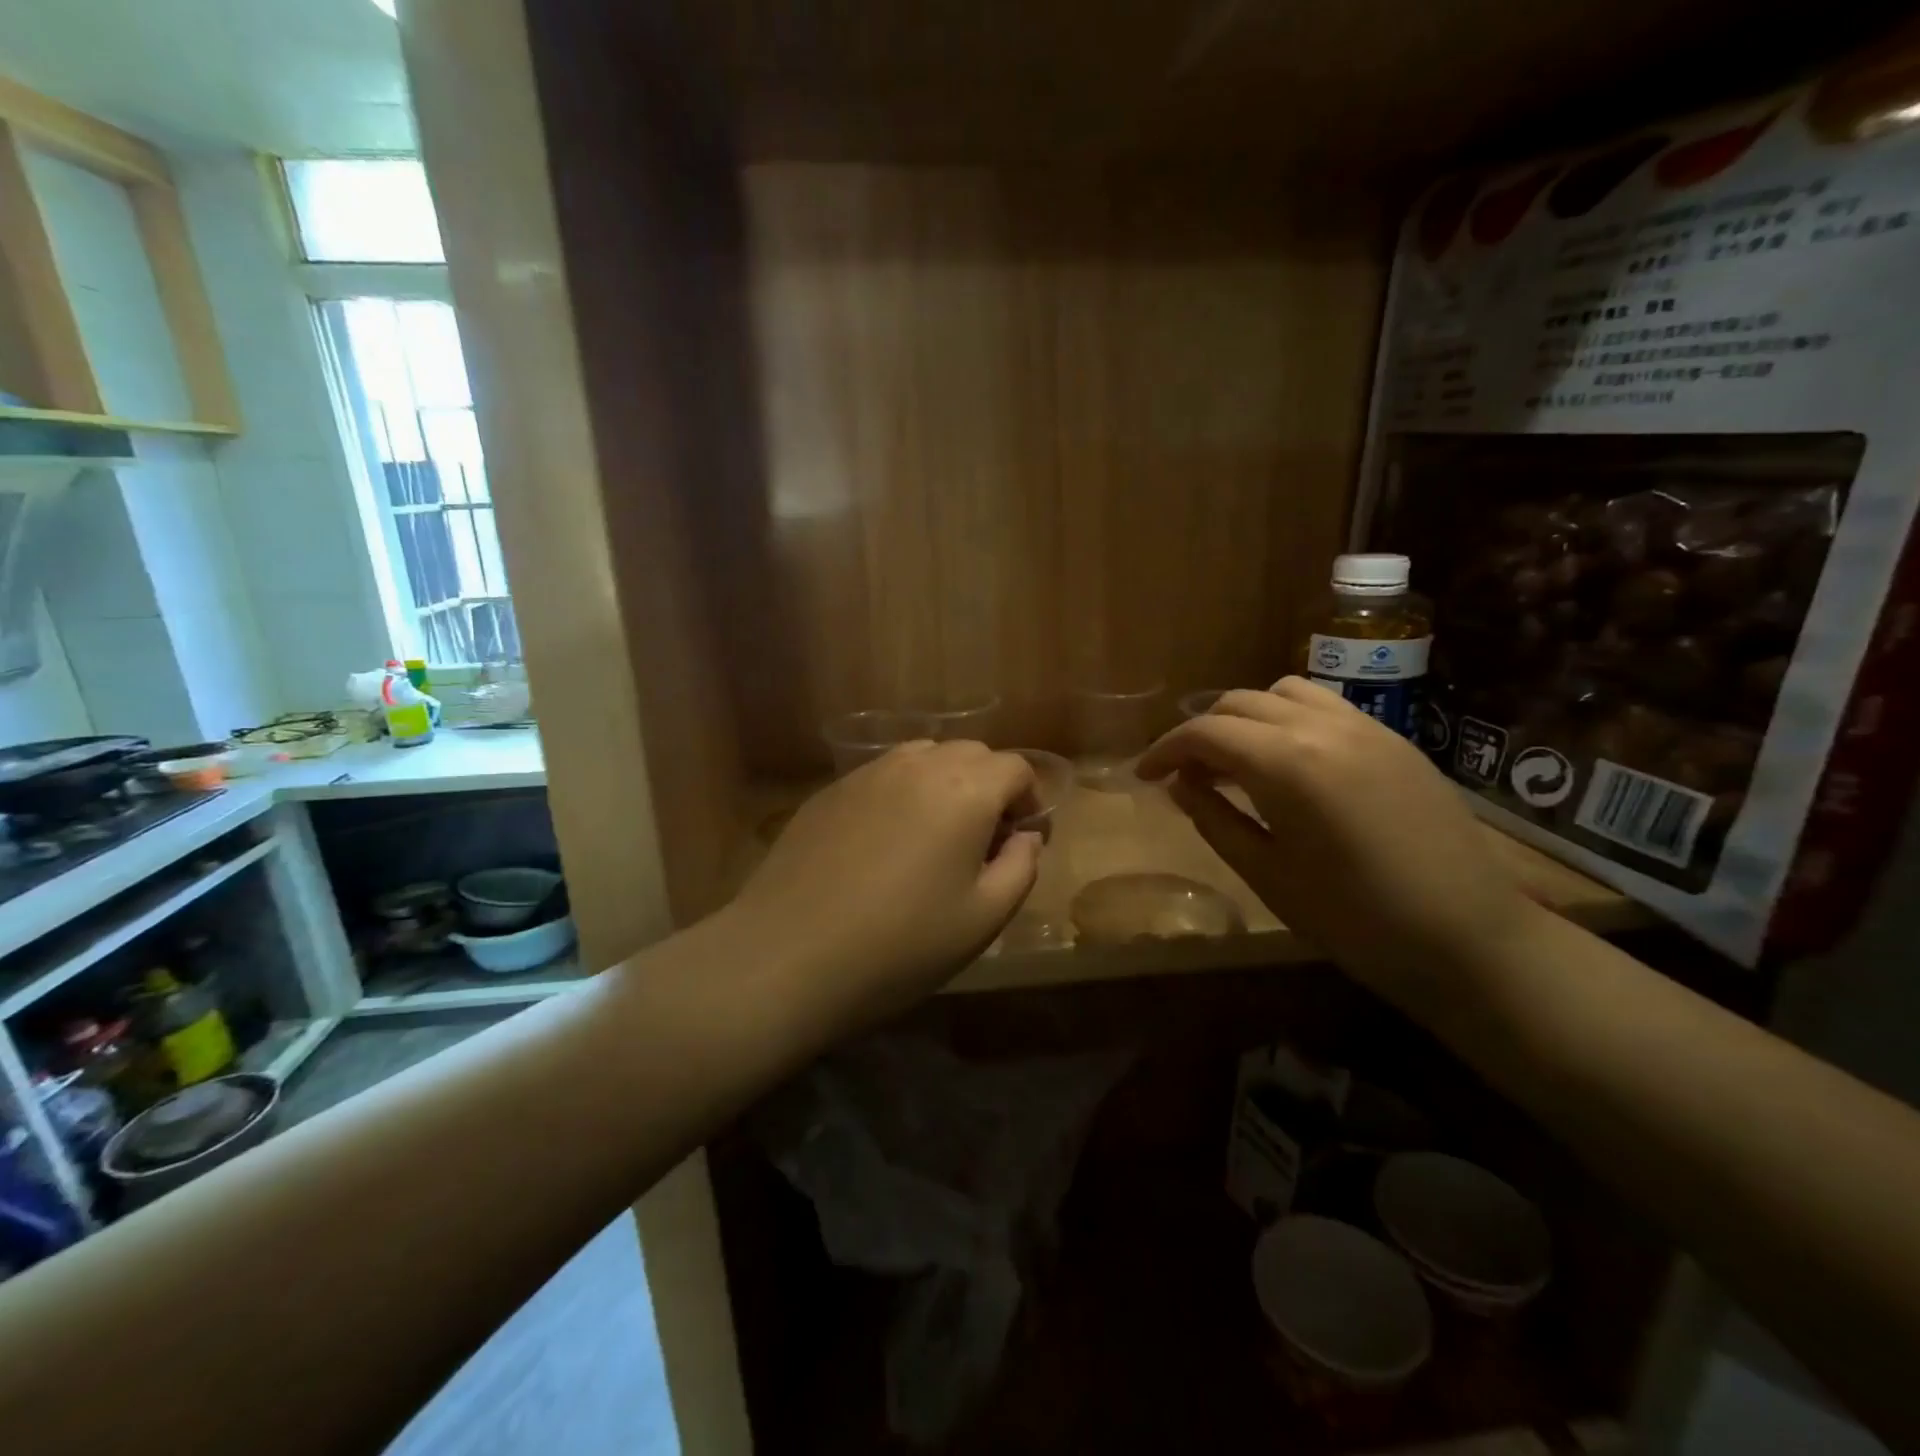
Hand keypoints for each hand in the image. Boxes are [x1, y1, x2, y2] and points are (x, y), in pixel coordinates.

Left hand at [726, 741, 1042, 1025]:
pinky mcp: (830, 790)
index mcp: (965, 790)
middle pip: (971, 753)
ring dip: (945, 783)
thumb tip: (1026, 837)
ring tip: (934, 835)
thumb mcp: (983, 919)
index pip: (1015, 767)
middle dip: (990, 787)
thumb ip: (1021, 868)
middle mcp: (918, 765)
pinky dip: (902, 792)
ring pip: (924, 757)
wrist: (788, 956)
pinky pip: (883, 775)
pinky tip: (884, 842)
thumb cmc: (900, 945)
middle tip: (982, 841)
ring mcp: (867, 773)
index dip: (1029, 800)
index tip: (1021, 840)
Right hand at [1135, 679, 1535, 1010]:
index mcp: (1286, 763)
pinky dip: (1289, 719)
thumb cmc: (1355, 919)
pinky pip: (1325, 707)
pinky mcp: (1394, 739)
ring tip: (1237, 761)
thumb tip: (1180, 785)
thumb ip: (1214, 819)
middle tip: (1186, 775)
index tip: (1144, 775)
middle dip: (1201, 732)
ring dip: (1246, 717)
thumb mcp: (1267, 874)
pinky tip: (1289, 762)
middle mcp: (1323, 727)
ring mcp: (1366, 727)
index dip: (1165, 750)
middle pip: (1239, 703)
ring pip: (1283, 693)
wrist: (1469, 939)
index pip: (1205, 732)